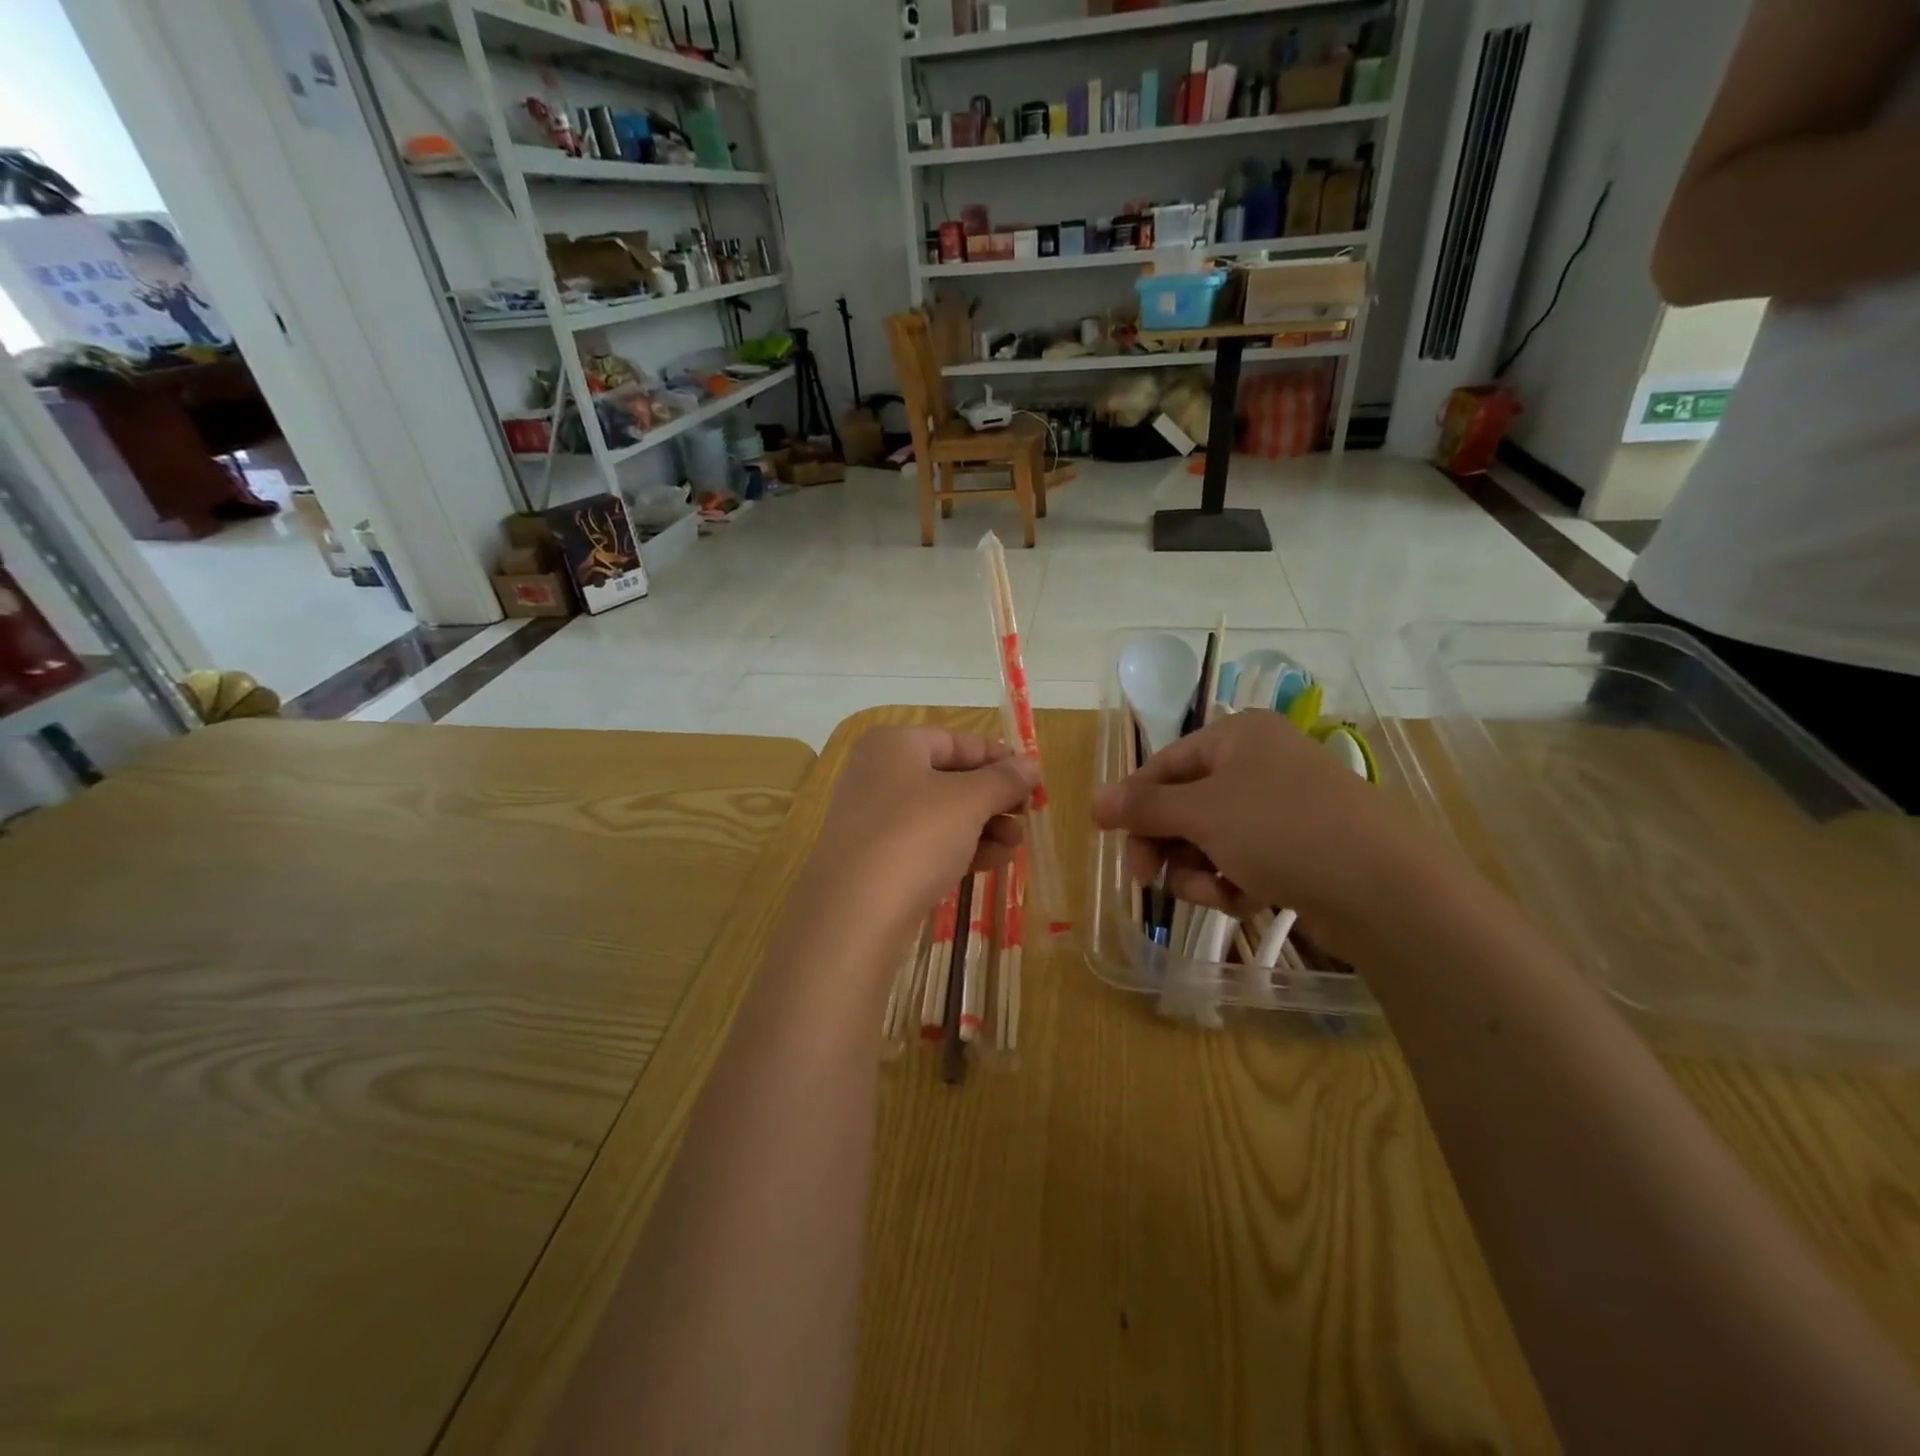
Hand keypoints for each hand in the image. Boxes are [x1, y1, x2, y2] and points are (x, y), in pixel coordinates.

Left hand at [810, 726, 1038, 930]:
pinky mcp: (878, 858)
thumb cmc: (914, 837)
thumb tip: (1031, 763)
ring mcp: (875, 819)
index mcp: (894, 746)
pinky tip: (992, 863)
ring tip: (1015, 845)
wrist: (855, 913)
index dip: (998, 758)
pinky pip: (927, 843)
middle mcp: (880, 775)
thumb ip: (1004, 779)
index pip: (957, 741)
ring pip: (942, 814)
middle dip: (993, 798)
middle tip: (1028, 816)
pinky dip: (960, 848)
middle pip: (950, 778)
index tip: (1034, 779)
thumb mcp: (968, 802)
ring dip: (983, 826)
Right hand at [1090, 712, 1425, 954]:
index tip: (1109, 838)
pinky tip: (1243, 901)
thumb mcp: (1202, 812)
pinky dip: (1233, 882)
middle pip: (1185, 804)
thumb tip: (1094, 801)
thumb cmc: (1282, 830)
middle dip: (1166, 844)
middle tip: (1146, 878)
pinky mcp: (1300, 848)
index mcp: (1237, 736)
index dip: (1133, 801)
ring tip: (1214, 893)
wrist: (1386, 889)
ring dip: (1198, 870)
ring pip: (1210, 838)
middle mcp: (1259, 764)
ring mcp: (1282, 808)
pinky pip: (1243, 860)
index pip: (1164, 764)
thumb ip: (1143, 807)